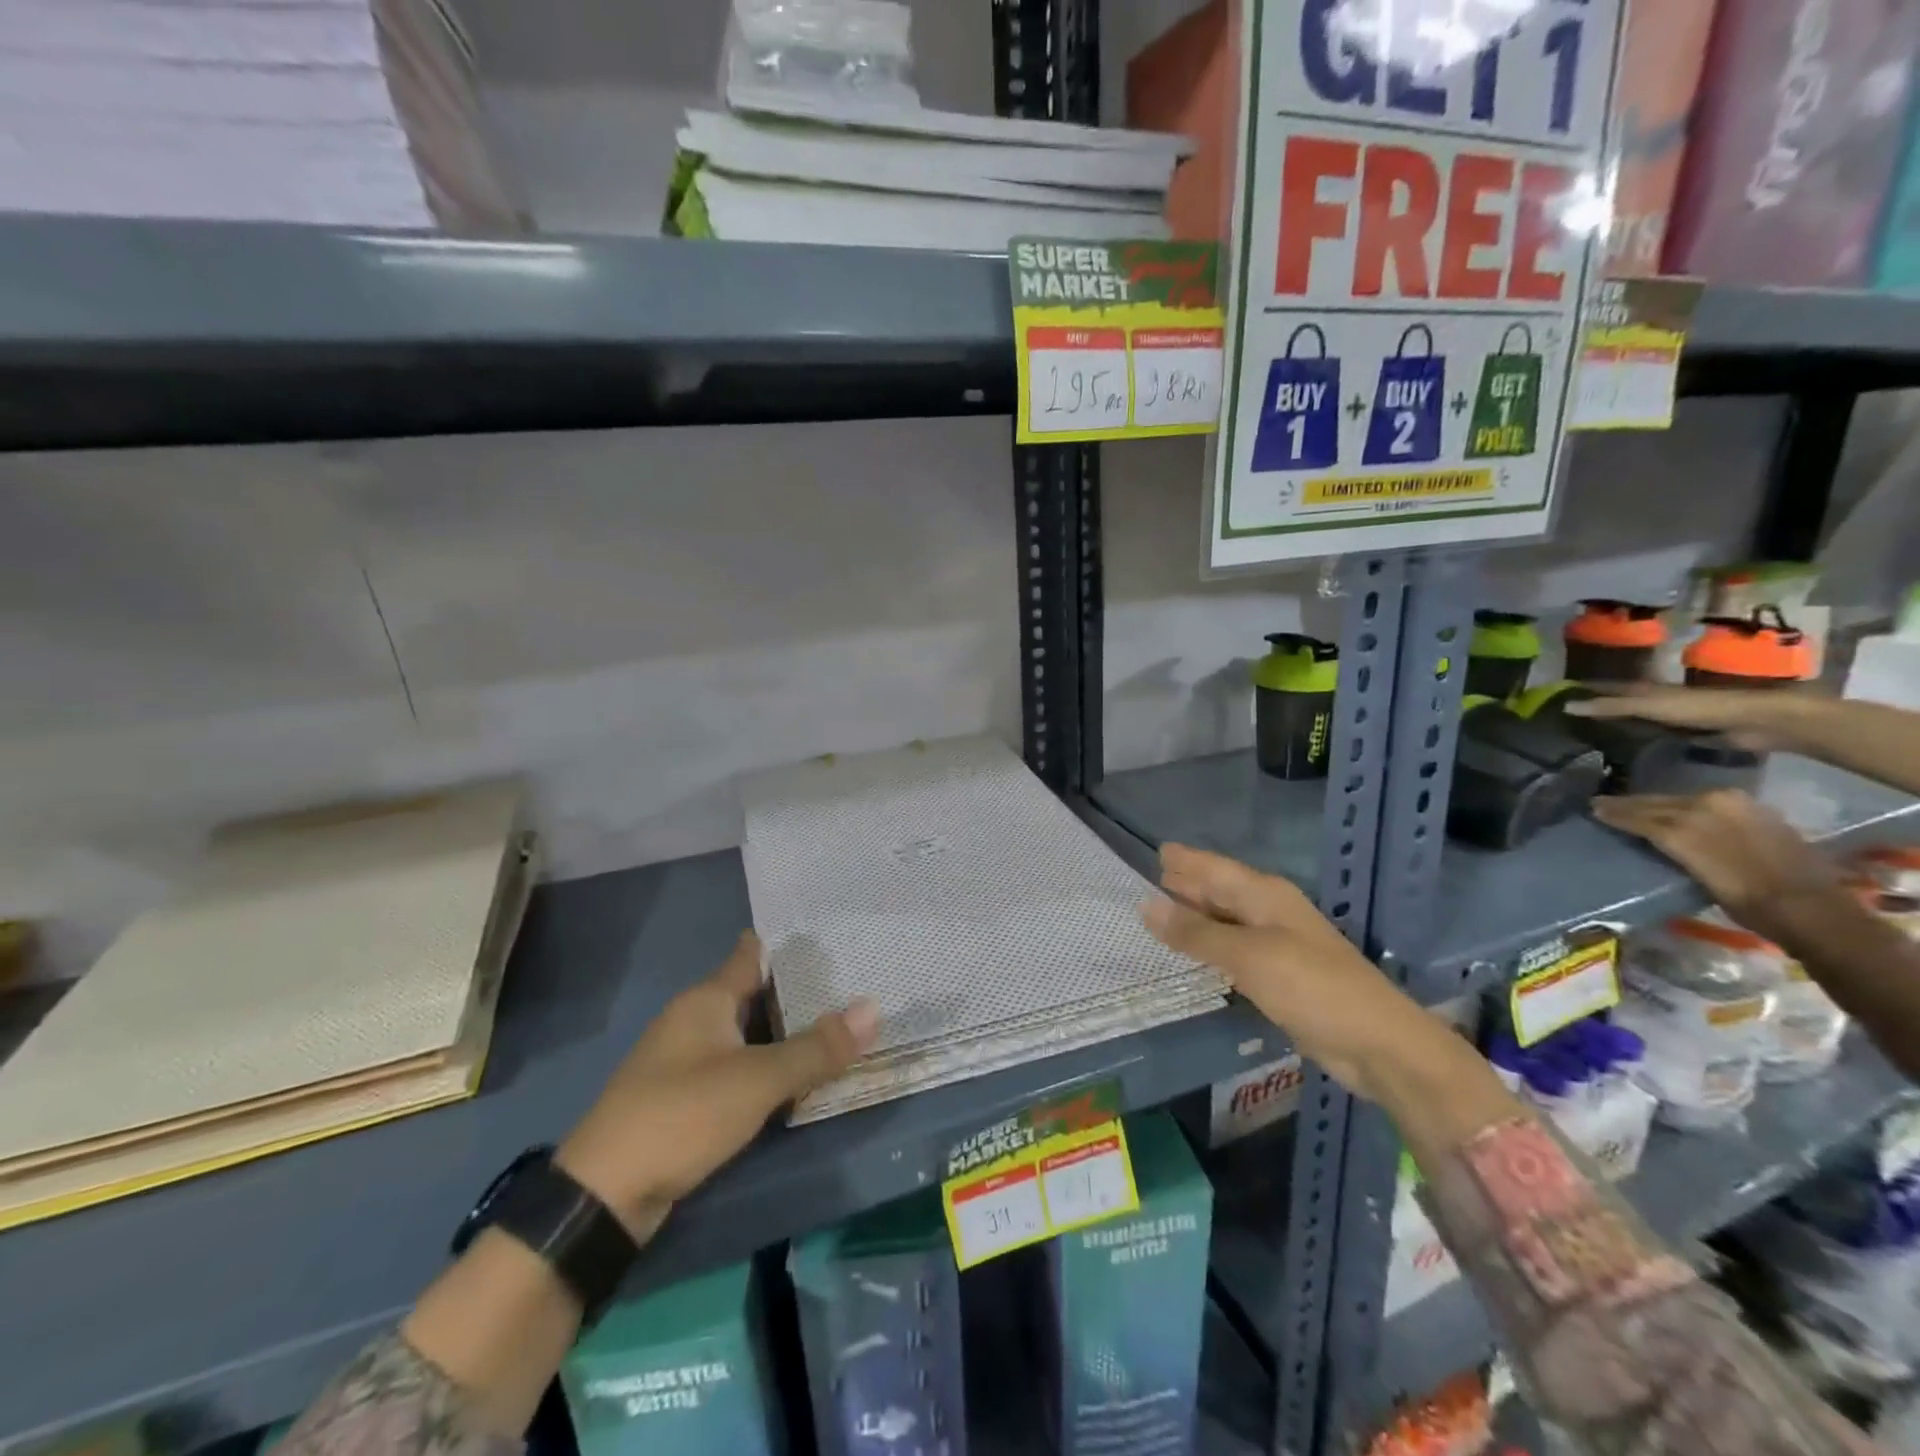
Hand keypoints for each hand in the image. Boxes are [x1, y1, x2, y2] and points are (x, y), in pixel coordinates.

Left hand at [557, 932, 877, 1235]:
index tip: (832, 930)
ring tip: (835, 1022)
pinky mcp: (684, 1098)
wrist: (603, 1197)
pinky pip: (737, 1066)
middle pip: (754, 992)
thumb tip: (873, 1008)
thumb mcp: (757, 1080)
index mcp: (706, 1000)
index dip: (789, 941)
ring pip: (747, 1033)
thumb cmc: (681, 1115)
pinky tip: (796, 1073)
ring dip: (784, 1031)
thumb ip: (816, 1048)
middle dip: (798, 989)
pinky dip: (767, 1065)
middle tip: (853, 979)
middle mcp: (694, 1020)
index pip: (753, 953)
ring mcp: (686, 1060)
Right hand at [1139, 844, 1445, 1100]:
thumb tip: (1145, 905)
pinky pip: (1235, 950)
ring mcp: (1278, 943)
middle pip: (1221, 891)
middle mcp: (1270, 911)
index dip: (1186, 860)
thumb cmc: (1311, 987)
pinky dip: (1211, 947)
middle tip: (1149, 881)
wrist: (1378, 1043)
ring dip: (1196, 916)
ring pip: (1227, 920)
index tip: (1157, 851)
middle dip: (1188, 885)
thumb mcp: (1247, 956)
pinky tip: (1195, 955)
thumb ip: (1196, 932)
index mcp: (1265, 895)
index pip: (1215, 868)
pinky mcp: (1282, 975)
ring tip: (1161, 914)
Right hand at [1561, 684, 1811, 750]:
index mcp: (1644, 690)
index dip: (1581, 690)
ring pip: (1631, 718)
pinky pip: (1648, 734)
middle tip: (1562, 718)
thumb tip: (1565, 706)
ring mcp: (1669, 717)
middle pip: (1616, 702)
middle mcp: (1653, 700)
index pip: (1604, 687)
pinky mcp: (1683, 733)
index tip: (1552, 695)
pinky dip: (1631, 737)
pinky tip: (1620, 746)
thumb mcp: (1650, 706)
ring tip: (1584, 734)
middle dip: (1594, 706)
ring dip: (1612, 723)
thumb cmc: (1702, 708)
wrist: (1758, 721)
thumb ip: (1611, 706)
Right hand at [1591, 790, 1841, 942]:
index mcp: (1688, 822)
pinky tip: (1678, 811)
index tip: (1592, 808)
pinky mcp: (1758, 812)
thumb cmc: (1746, 902)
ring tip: (1636, 806)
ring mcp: (1736, 806)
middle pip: (1661, 802)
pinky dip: (1688, 806)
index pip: (1642, 814)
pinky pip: (1711, 803)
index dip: (1616, 811)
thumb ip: (1669, 846)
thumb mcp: (1695, 875)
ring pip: (1684, 800)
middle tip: (1604, 803)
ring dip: (1658, 804)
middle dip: (1632, 804)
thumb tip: (1644, 835)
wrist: (1810, 909)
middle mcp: (1709, 805)